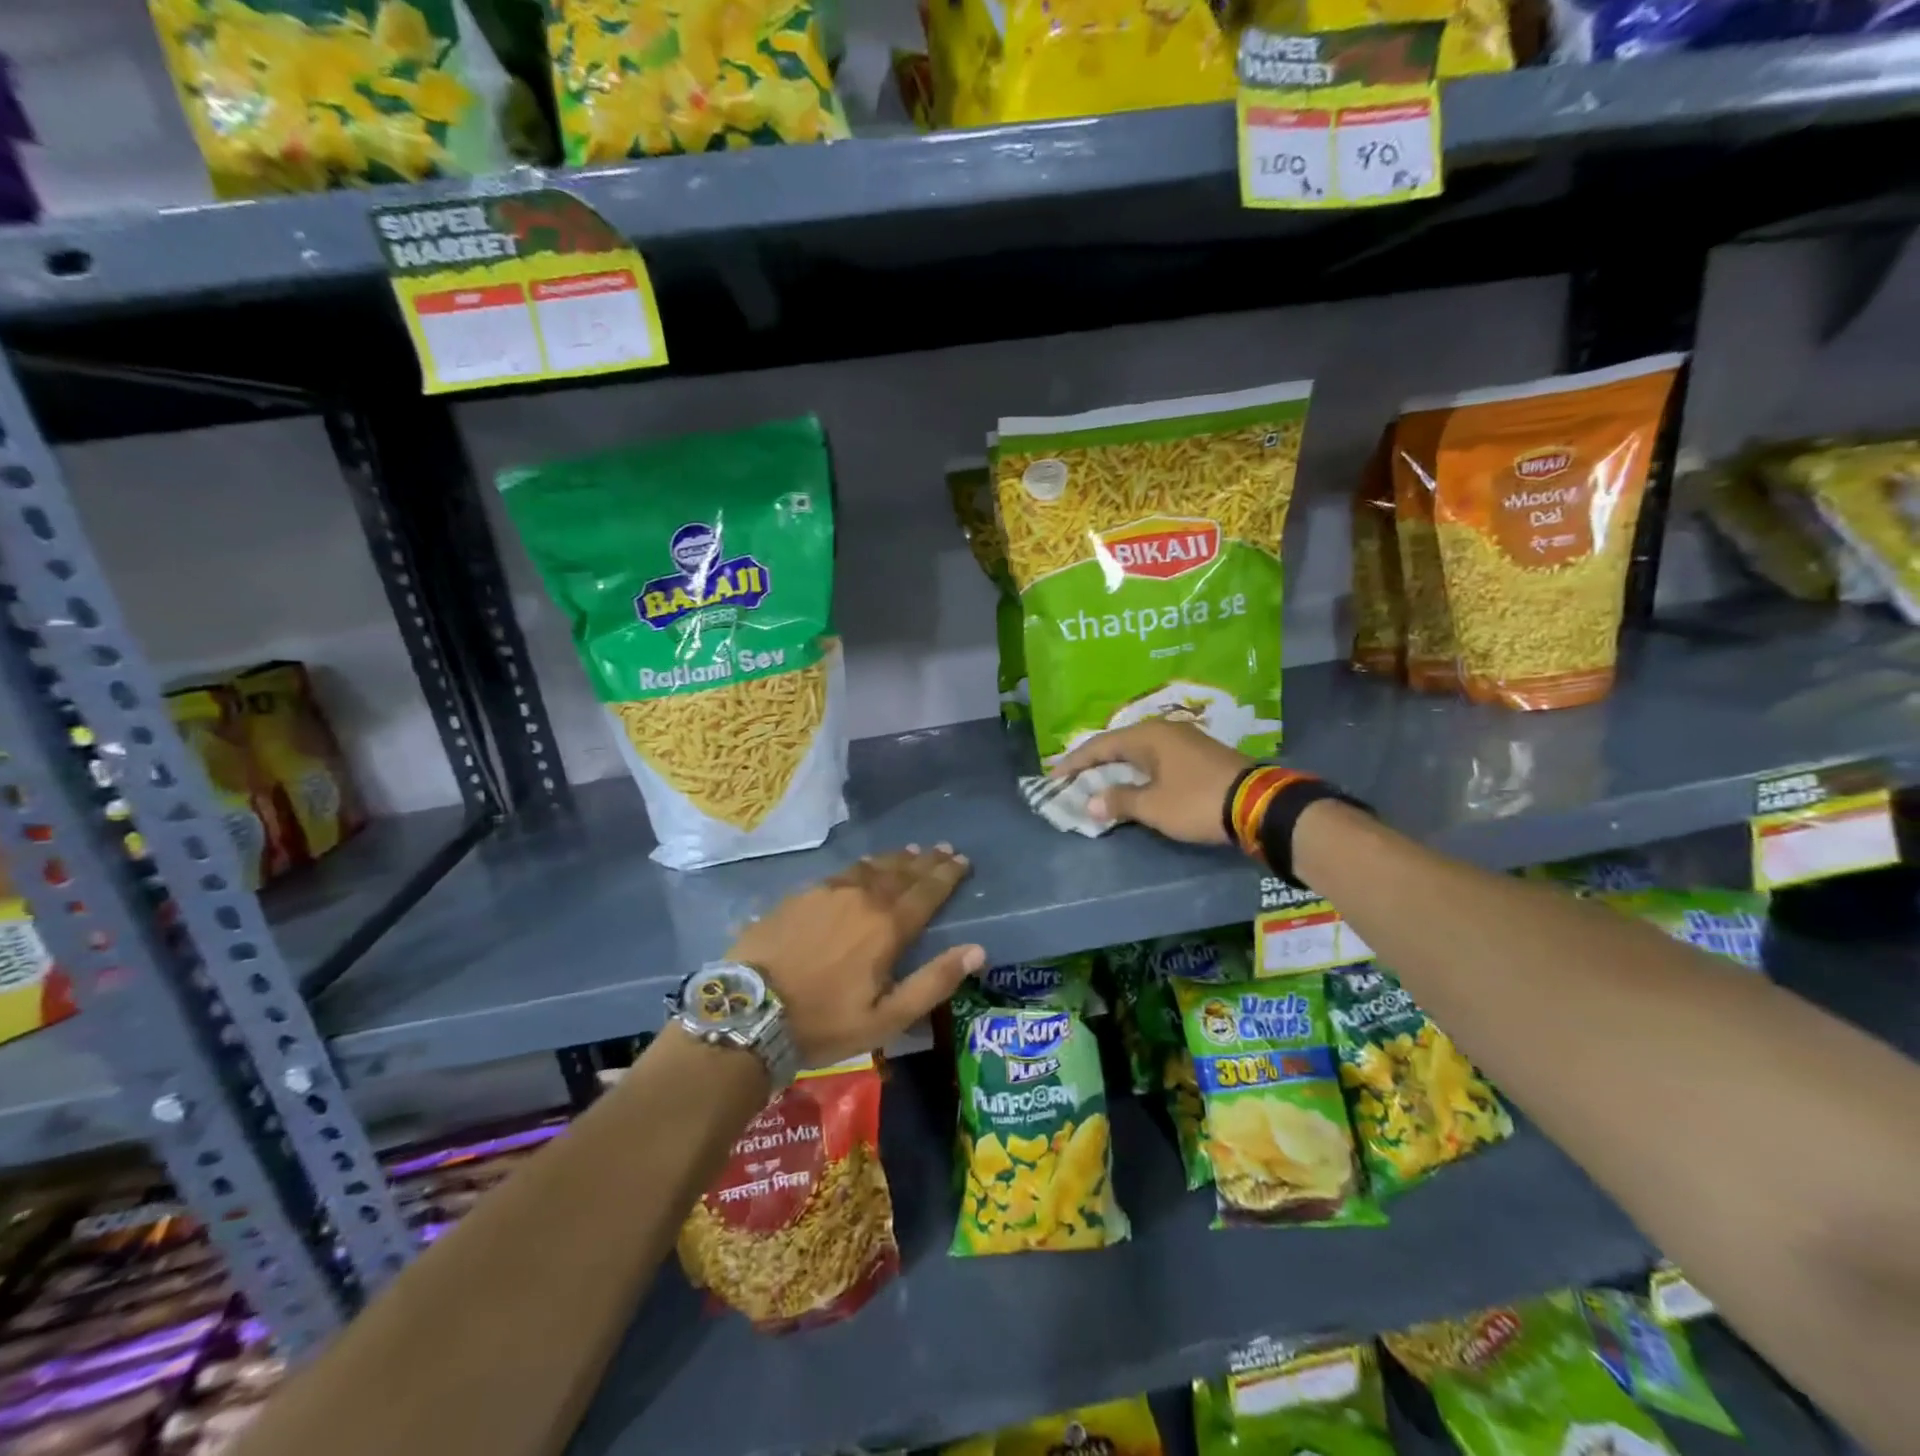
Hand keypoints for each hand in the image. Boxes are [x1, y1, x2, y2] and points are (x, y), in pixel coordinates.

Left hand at [728, 845, 983, 1066]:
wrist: (749, 1012)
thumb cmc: (824, 1022)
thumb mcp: (887, 1018)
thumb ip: (934, 982)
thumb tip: (977, 950)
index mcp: (888, 926)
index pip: (927, 891)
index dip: (947, 875)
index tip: (962, 860)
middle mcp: (862, 897)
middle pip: (902, 872)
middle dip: (926, 861)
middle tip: (944, 849)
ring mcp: (828, 891)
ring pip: (871, 867)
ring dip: (895, 859)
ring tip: (911, 852)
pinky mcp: (800, 895)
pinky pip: (842, 872)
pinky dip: (863, 866)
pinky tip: (863, 867)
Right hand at [1052, 721, 1251, 844]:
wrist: (1258, 804)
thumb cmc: (1197, 801)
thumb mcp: (1153, 806)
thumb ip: (1119, 801)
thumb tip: (1090, 802)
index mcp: (1147, 736)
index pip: (1100, 746)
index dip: (1074, 762)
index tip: (1052, 776)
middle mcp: (1163, 730)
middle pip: (1118, 744)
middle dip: (1093, 762)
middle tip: (1071, 777)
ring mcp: (1184, 741)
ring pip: (1139, 752)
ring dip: (1116, 767)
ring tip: (1097, 780)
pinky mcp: (1199, 755)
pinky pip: (1156, 759)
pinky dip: (1137, 771)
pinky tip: (1133, 782)